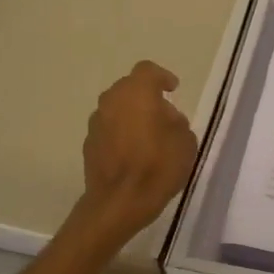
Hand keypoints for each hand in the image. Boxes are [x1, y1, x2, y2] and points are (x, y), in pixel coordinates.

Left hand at [75, 60, 198, 243]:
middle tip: (162, 115)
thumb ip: (176, 121)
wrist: (119, 202)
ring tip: (147, 136)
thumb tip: (165, 119)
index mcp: (137, 92)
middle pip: (129, 88)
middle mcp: (111, 100)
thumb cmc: (158, 166)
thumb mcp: (185, 141)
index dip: (162, 77)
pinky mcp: (88, 144)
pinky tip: (131, 153)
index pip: (148, 71)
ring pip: (116, 109)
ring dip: (130, 116)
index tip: (172, 89)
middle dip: (145, 97)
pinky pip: (108, 129)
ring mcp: (96, 122)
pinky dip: (119, 134)